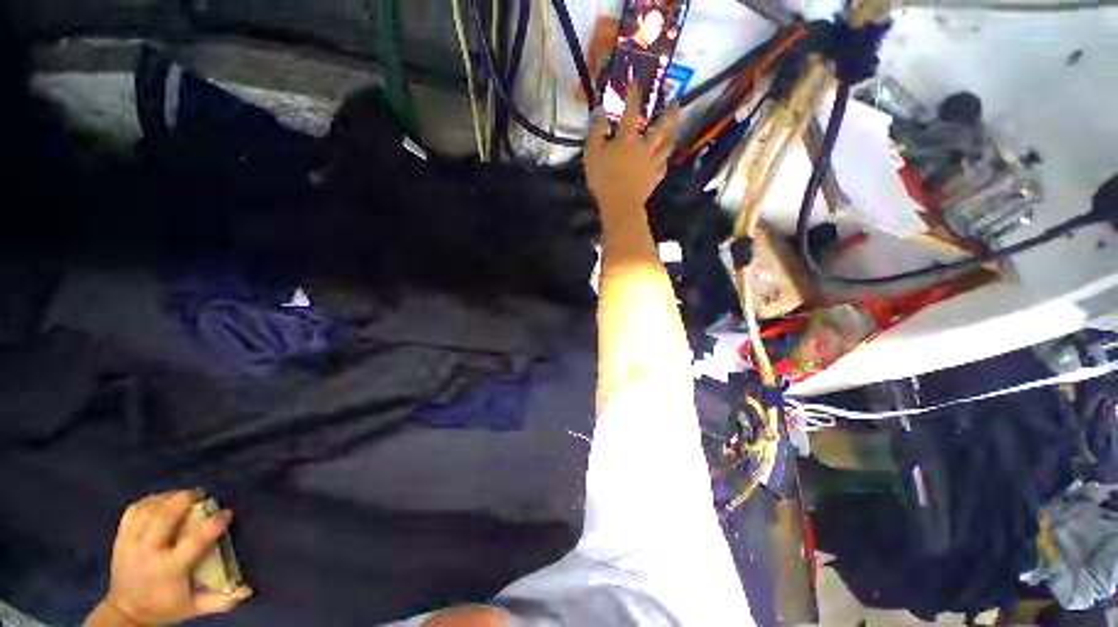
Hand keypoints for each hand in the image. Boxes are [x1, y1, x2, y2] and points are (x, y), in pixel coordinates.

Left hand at [93, 490, 251, 625]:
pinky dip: (149, 501)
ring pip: (149, 510)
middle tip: (202, 494)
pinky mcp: (120, 538)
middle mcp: (148, 552)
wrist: (125, 613)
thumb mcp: (194, 608)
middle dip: (185, 499)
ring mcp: (130, 544)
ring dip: (168, 498)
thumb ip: (221, 600)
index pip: (195, 540)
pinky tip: (160, 499)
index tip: (227, 513)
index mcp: (169, 568)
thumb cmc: (165, 608)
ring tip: (183, 495)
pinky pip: (133, 511)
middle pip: (166, 516)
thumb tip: (249, 590)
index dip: (214, 523)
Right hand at [584, 81, 678, 215]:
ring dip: (671, 137)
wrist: (620, 204)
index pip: (631, 112)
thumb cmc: (603, 179)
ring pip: (667, 147)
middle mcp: (644, 147)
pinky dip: (664, 162)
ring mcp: (652, 164)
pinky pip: (663, 167)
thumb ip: (596, 131)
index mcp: (628, 139)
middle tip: (676, 103)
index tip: (635, 82)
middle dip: (669, 114)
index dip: (633, 95)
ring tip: (673, 132)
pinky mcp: (654, 179)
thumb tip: (601, 111)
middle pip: (661, 128)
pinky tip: (663, 161)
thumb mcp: (592, 153)